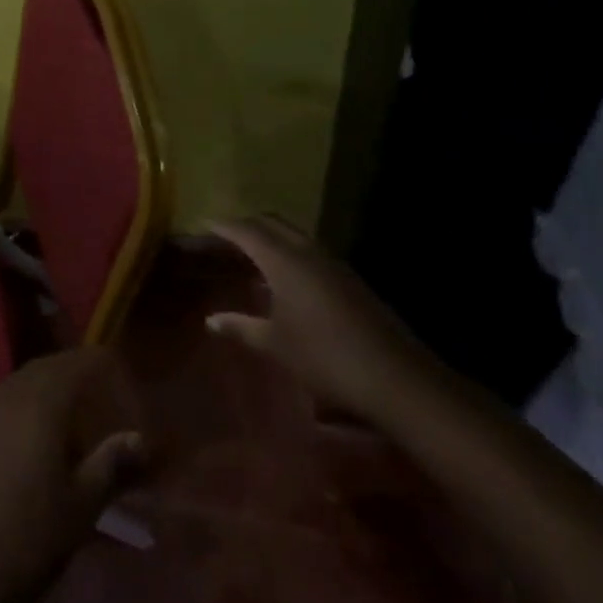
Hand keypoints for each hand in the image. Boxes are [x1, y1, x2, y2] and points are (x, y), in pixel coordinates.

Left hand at [0, 347, 146, 602]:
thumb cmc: (29, 539)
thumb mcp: (82, 506)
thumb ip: (113, 465)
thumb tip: (141, 437)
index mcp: (39, 406)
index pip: (74, 365)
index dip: (99, 364)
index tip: (120, 372)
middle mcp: (4, 398)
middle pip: (43, 369)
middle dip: (72, 372)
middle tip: (99, 390)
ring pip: (17, 385)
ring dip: (44, 388)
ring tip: (69, 413)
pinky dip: (20, 406)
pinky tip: (29, 436)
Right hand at [206, 216, 439, 419]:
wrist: (397, 379)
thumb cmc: (324, 356)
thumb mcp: (275, 344)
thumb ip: (241, 327)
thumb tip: (211, 320)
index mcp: (285, 261)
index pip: (247, 231)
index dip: (224, 226)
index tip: (205, 223)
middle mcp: (310, 254)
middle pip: (274, 224)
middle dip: (249, 224)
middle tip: (226, 234)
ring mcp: (336, 266)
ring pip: (297, 237)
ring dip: (273, 238)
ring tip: (253, 254)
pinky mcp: (353, 283)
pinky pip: (313, 254)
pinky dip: (292, 254)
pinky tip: (286, 279)